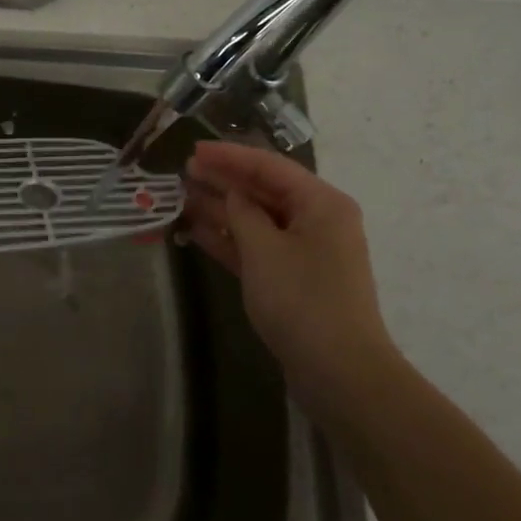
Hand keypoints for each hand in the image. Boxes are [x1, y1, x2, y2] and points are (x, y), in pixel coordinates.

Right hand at [185, 141, 401, 417]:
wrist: (339, 371)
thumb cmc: (302, 300)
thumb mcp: (264, 249)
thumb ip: (242, 212)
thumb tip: (231, 192)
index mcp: (321, 203)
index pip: (269, 166)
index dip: (229, 156)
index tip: (193, 150)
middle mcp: (317, 220)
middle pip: (263, 190)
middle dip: (224, 180)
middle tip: (182, 172)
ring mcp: (305, 251)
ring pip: (257, 219)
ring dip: (222, 208)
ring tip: (182, 196)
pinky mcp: (293, 278)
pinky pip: (257, 246)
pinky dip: (230, 238)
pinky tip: (197, 230)